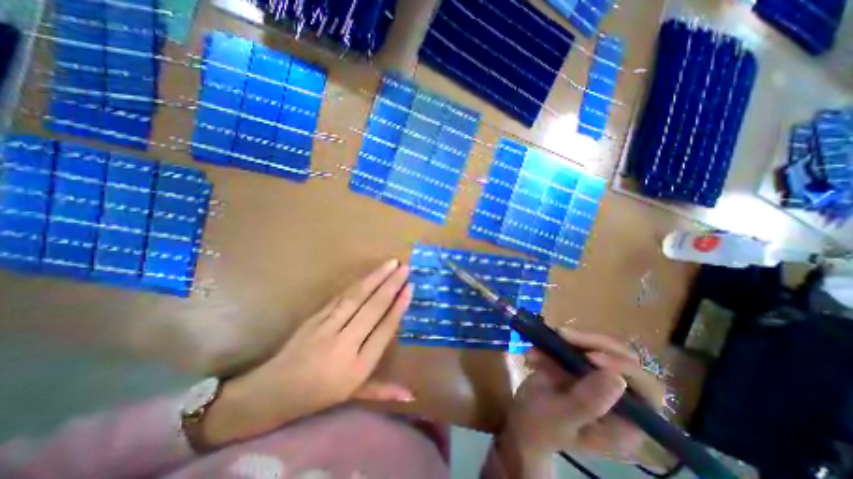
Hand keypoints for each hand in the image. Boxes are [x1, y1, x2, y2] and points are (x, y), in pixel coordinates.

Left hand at [200, 260, 412, 446]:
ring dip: (375, 278)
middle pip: (372, 309)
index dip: (398, 307)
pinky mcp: (315, 317)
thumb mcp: (353, 396)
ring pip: (356, 297)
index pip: (384, 330)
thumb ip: (383, 391)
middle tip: (405, 268)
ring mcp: (327, 328)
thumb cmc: (318, 395)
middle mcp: (344, 345)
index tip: (410, 288)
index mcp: (357, 368)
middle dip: (391, 285)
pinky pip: (341, 297)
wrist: (272, 391)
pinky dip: (358, 283)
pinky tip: (369, 274)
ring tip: (390, 263)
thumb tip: (411, 396)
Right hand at [501, 327, 660, 461]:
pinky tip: (536, 352)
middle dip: (593, 342)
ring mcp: (598, 376)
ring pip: (600, 344)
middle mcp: (619, 396)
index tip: (589, 356)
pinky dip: (554, 341)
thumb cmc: (541, 426)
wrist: (521, 418)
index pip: (646, 389)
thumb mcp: (561, 418)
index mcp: (627, 421)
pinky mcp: (580, 363)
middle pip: (624, 357)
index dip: (623, 367)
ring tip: (542, 344)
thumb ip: (587, 403)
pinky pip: (576, 342)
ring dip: (570, 340)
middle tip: (563, 335)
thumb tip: (617, 378)